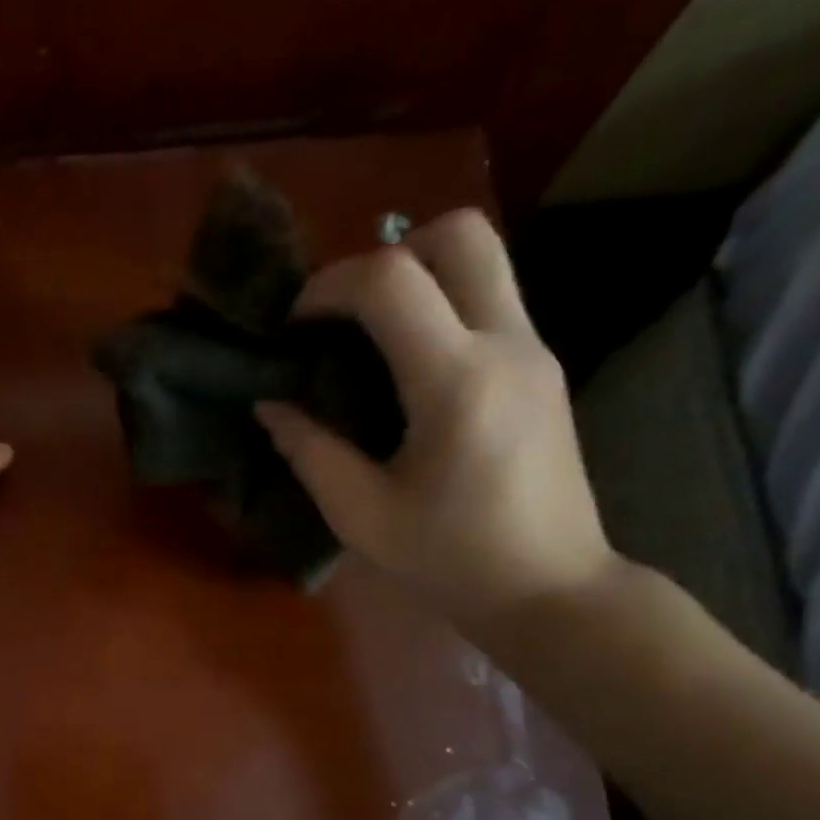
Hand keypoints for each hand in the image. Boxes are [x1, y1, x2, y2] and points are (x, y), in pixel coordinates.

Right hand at [256, 209, 619, 631]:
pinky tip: (405, 367)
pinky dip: (440, 306)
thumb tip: (271, 405)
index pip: (390, 281)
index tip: (293, 326)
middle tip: (342, 314)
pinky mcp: (542, 366)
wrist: (548, 587)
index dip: (328, 286)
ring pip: (483, 257)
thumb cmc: (448, 559)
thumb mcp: (360, 516)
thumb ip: (310, 451)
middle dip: (385, 254)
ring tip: (367, 336)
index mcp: (456, 383)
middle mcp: (506, 344)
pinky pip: (489, 299)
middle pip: (457, 233)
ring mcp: (534, 350)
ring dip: (416, 274)